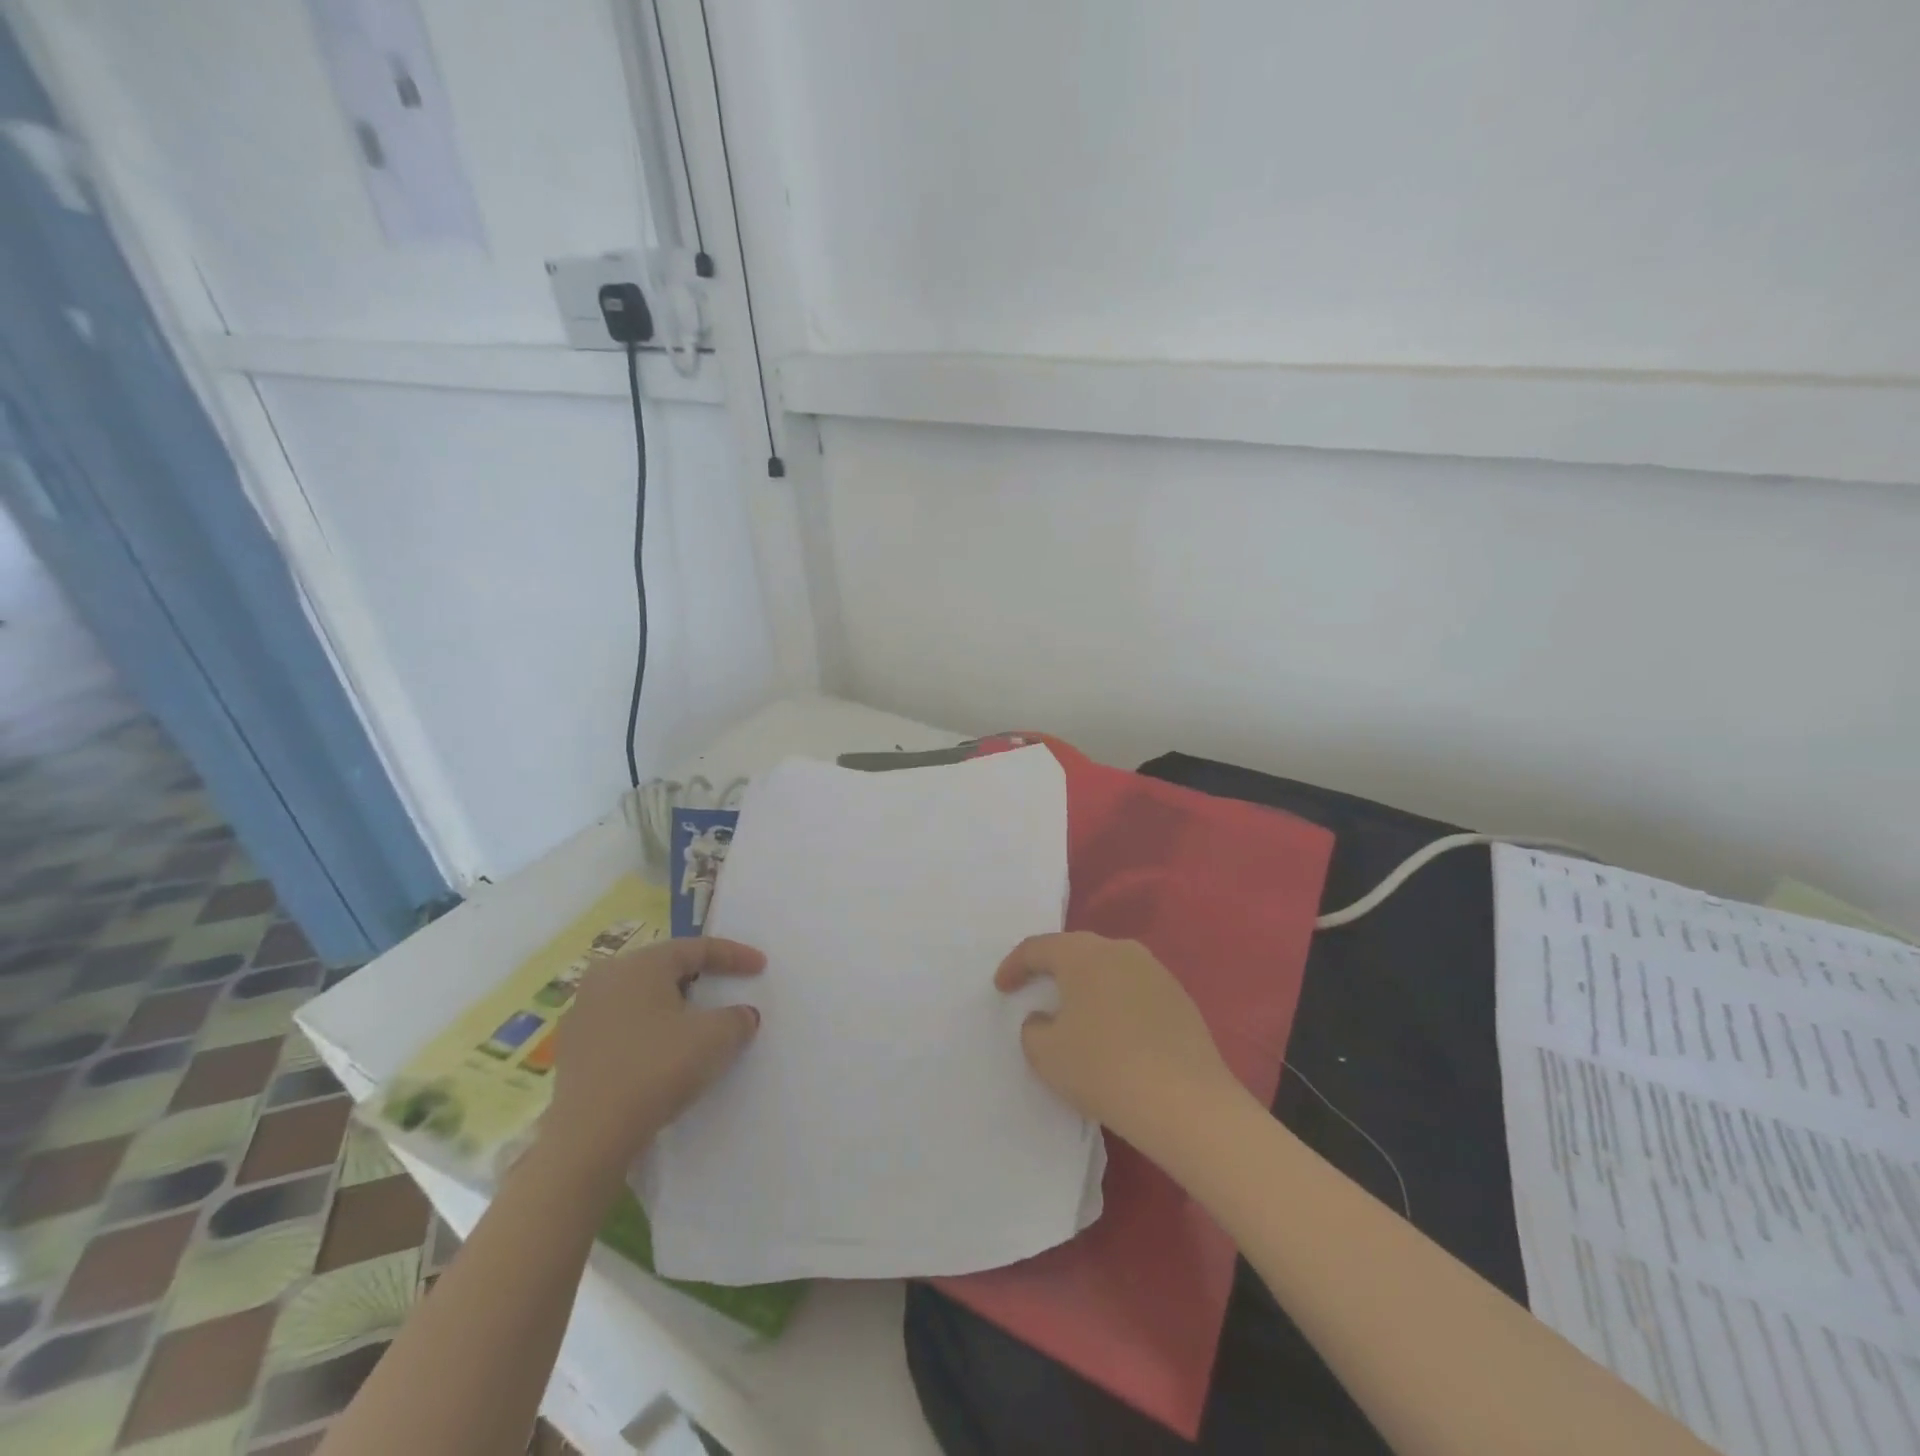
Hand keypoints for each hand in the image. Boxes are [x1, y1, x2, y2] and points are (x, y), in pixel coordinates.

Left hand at [540, 937, 763, 1185]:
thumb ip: (737, 1018)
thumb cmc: (657, 1068)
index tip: (761, 966)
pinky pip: (622, 1025)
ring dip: (672, 1005)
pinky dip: (648, 1030)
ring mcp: (583, 1013)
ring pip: (641, 997)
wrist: (590, 1136)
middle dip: (699, 977)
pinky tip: (663, 1051)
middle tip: (726, 986)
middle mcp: (606, 977)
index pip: (696, 948)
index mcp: (640, 963)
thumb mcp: (716, 1038)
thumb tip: (742, 1015)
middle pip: (665, 968)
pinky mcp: (572, 1049)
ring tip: (696, 1021)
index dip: (734, 955)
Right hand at [995, 932, 1243, 1158]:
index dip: (1014, 966)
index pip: (1038, 948)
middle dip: (1053, 968)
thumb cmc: (1103, 1068)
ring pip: (1109, 969)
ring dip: (1088, 985)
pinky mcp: (1179, 998)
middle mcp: (1120, 950)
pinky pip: (1134, 990)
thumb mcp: (1045, 1054)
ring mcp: (1155, 972)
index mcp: (1083, 954)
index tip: (1001, 987)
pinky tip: (1114, 1032)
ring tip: (1075, 1012)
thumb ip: (1034, 1029)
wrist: (1185, 1101)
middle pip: (1076, 951)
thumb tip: (1046, 1018)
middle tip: (1035, 988)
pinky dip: (1116, 1003)